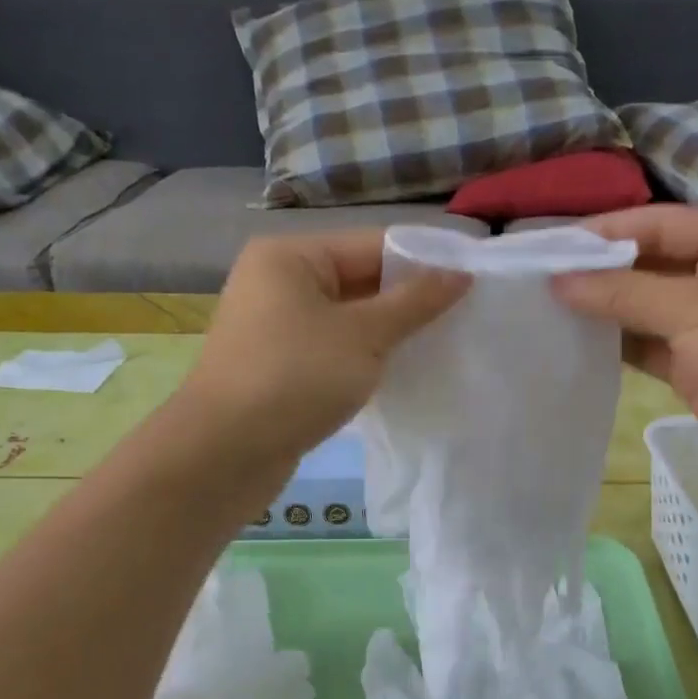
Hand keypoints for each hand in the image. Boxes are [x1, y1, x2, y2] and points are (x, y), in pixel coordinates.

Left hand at [179, 229, 469, 466]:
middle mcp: (278, 283)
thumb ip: (414, 303)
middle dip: (409, 301)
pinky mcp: (279, 368)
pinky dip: (365, 359)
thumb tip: (459, 274)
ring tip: (442, 346)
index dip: (424, 263)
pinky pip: (333, 350)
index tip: (473, 283)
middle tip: (465, 318)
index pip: (372, 245)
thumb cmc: (295, 377)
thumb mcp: (363, 336)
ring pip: (348, 320)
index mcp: (291, 257)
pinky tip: (401, 374)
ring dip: (390, 333)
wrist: (224, 453)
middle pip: (359, 280)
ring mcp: (275, 328)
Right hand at [552, 205, 697, 499]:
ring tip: (538, 308)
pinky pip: (640, 346)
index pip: (655, 225)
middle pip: (643, 265)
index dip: (602, 235)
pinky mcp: (689, 366)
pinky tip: (568, 341)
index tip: (545, 247)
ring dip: (597, 310)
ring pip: (637, 308)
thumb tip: (558, 280)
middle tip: (532, 280)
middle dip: (594, 273)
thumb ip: (626, 294)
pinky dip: (609, 344)